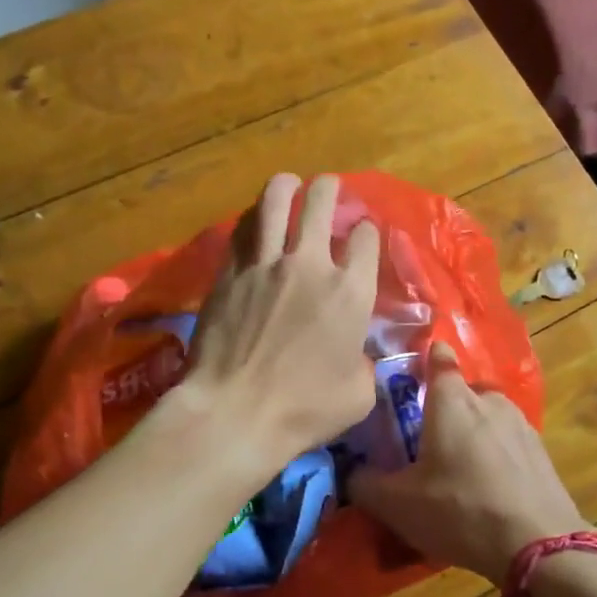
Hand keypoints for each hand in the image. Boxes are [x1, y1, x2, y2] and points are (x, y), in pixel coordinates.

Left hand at [172, 173, 381, 473]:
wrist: (235, 413)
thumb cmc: (305, 411)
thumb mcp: (358, 394)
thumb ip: (363, 362)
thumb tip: (353, 354)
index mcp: (351, 292)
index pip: (365, 240)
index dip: (366, 232)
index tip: (362, 235)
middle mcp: (310, 265)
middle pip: (321, 204)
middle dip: (329, 190)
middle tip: (327, 188)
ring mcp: (265, 265)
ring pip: (275, 202)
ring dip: (286, 186)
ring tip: (288, 183)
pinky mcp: (229, 273)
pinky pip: (241, 230)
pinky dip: (251, 218)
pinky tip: (253, 218)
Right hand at [351, 343, 586, 583]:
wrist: (539, 545)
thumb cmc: (460, 510)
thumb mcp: (397, 504)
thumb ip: (365, 483)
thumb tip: (351, 472)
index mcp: (452, 400)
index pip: (439, 358)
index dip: (427, 356)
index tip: (416, 363)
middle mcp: (488, 400)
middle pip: (462, 392)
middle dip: (446, 408)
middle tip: (426, 439)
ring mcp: (521, 424)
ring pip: (488, 417)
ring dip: (473, 433)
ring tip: (459, 468)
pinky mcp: (541, 452)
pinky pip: (508, 443)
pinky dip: (496, 456)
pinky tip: (489, 487)